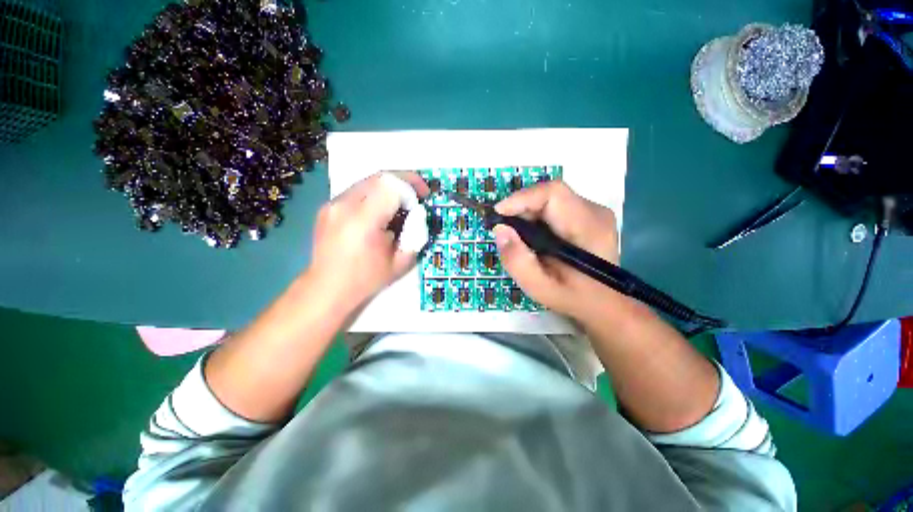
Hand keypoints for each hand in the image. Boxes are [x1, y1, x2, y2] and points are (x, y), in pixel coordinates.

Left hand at [308, 171, 428, 311]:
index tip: (424, 195)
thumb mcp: (400, 262)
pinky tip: (381, 212)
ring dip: (389, 188)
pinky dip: (375, 194)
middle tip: (417, 195)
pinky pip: (358, 190)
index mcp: (363, 222)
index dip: (411, 185)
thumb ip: (414, 234)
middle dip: (404, 182)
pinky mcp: (328, 206)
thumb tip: (417, 213)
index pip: (391, 185)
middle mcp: (344, 206)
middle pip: (379, 177)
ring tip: (400, 204)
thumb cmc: (366, 279)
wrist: (326, 288)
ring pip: (368, 181)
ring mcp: (332, 204)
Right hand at [493, 180, 625, 321]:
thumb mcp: (539, 287)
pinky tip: (532, 236)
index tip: (498, 214)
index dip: (522, 198)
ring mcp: (593, 212)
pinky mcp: (588, 215)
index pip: (553, 194)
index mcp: (588, 228)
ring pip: (551, 199)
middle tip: (504, 230)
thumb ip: (517, 260)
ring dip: (527, 213)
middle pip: (549, 195)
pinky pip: (556, 206)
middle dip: (521, 208)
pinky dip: (537, 217)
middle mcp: (594, 212)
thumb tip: (500, 229)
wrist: (603, 303)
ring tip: (517, 235)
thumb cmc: (573, 298)